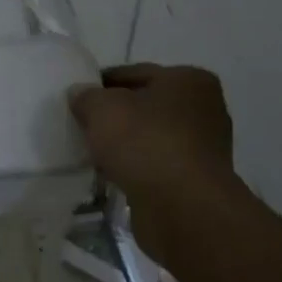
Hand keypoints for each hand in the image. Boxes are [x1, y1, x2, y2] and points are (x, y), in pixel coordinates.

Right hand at [68, 64, 239, 211]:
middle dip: (115, 116)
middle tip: (82, 126)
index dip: (101, 84)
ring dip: (125, 144)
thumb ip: (86, 96)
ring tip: (94, 153)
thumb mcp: (102, 108)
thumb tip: (80, 95)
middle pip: (145, 106)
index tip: (77, 99)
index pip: (134, 73)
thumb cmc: (145, 143)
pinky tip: (113, 175)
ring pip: (150, 137)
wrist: (182, 208)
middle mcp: (204, 109)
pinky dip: (136, 167)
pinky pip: (156, 165)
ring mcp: (203, 147)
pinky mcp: (196, 180)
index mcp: (189, 80)